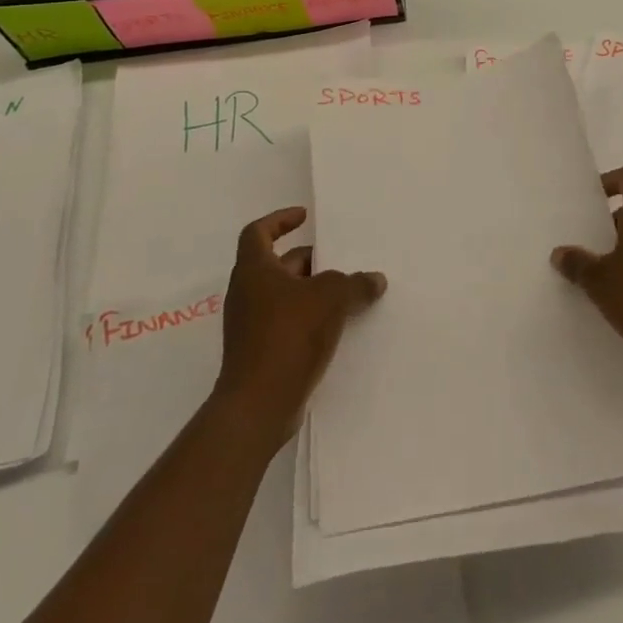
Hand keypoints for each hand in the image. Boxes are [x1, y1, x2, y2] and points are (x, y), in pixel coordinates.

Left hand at [211, 207, 385, 442]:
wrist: (259, 405)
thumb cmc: (289, 335)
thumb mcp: (332, 297)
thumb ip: (356, 283)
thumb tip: (375, 279)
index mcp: (254, 271)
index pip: (258, 232)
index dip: (280, 220)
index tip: (305, 217)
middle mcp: (247, 294)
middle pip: (279, 265)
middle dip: (310, 260)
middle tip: (342, 260)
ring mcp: (251, 326)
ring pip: (285, 295)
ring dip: (314, 291)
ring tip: (348, 293)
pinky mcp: (260, 353)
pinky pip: (288, 322)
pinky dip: (310, 317)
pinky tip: (339, 325)